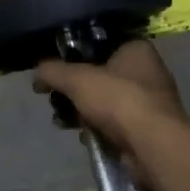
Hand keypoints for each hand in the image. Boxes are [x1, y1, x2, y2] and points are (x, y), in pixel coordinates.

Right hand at [35, 39, 188, 184]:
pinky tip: (83, 136)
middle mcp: (146, 72)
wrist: (152, 146)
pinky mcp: (145, 129)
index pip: (98, 44)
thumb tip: (37, 74)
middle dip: (72, 89)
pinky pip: (112, 123)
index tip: (54, 68)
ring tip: (61, 121)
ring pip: (103, 101)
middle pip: (98, 75)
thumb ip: (52, 71)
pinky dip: (96, 128)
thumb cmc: (118, 100)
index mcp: (136, 49)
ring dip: (80, 111)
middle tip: (53, 98)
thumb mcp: (76, 79)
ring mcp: (147, 102)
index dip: (73, 55)